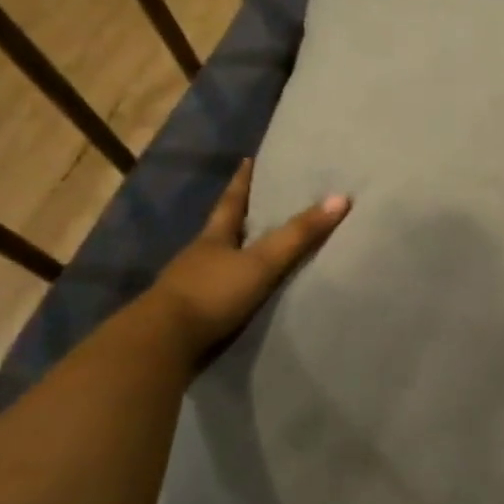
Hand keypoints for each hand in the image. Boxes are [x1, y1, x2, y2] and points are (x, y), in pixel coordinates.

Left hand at [149, 159, 349, 353]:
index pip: (231, 201)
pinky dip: (231, 288)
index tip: (247, 160)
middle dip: (240, 218)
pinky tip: (243, 294)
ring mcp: (190, 286)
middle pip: (223, 230)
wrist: (162, 343)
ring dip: (235, 256)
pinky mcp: (190, 315)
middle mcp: (199, 256)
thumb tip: (341, 198)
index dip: (242, 181)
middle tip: (260, 203)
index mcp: (213, 237)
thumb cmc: (212, 292)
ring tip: (257, 250)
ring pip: (218, 262)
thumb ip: (298, 235)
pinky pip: (217, 293)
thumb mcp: (261, 262)